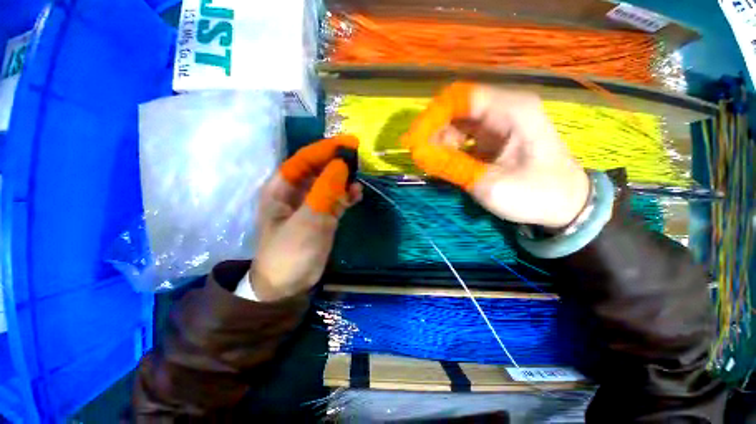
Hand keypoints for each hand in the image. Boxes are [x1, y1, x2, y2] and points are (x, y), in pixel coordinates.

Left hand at [251, 135, 361, 300]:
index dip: (324, 150)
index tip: (347, 143)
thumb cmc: (290, 251)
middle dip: (336, 164)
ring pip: (329, 185)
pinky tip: (357, 195)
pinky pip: (336, 200)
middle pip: (318, 170)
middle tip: (357, 159)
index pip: (303, 160)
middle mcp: (295, 193)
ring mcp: (310, 205)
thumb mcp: (307, 220)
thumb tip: (342, 164)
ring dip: (343, 181)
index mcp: (281, 189)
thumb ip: (324, 192)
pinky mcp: (322, 216)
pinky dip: (346, 196)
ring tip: (358, 181)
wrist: (288, 284)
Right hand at [402, 83, 589, 228]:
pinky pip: (464, 134)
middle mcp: (505, 107)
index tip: (413, 140)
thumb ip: (452, 166)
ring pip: (458, 122)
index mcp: (511, 110)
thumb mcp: (490, 185)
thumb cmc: (536, 194)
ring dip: (439, 140)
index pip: (461, 98)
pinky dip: (449, 146)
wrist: (567, 204)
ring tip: (429, 161)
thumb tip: (418, 154)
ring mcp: (500, 121)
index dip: (432, 116)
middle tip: (417, 153)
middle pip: (457, 108)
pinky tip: (443, 161)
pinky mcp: (495, 135)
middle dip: (433, 130)